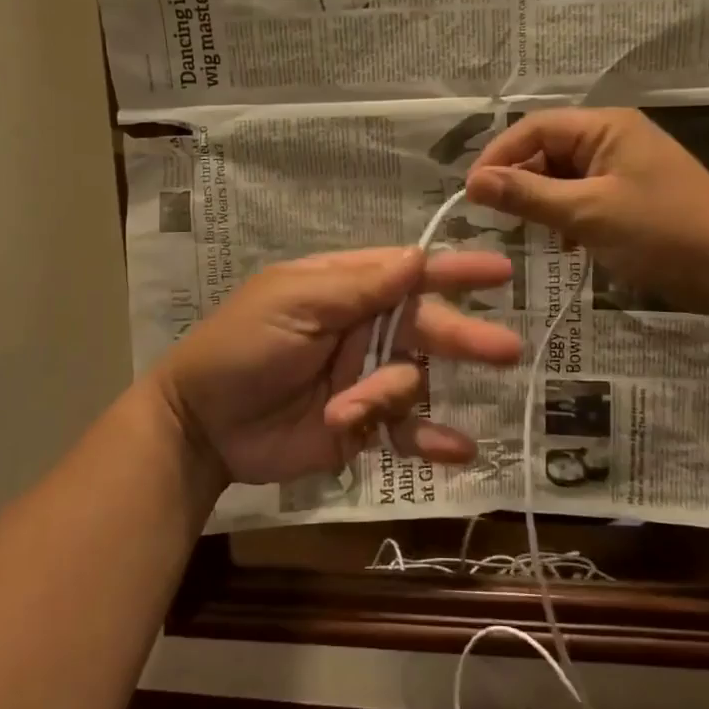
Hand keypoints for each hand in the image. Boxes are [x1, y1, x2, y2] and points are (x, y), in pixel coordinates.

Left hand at [153, 248, 521, 486]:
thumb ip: (358, 285)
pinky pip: (406, 429)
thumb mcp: (294, 303)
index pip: (409, 274)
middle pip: (426, 328)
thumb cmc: (242, 346)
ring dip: (388, 396)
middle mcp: (364, 329)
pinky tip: (458, 452)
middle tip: (505, 350)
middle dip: (463, 338)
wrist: (202, 424)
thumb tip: (418, 256)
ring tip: (349, 410)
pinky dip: (432, 440)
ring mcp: (365, 378)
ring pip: (412, 381)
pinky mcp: (362, 425)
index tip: (500, 273)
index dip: (454, 272)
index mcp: (347, 289)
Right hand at [464, 107, 708, 311]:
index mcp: (605, 126)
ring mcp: (624, 166)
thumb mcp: (586, 214)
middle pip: (547, 150)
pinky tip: (566, 244)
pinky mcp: (632, 194)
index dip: (498, 156)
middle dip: (522, 181)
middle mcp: (613, 137)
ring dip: (544, 202)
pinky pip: (583, 195)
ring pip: (563, 176)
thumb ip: (527, 195)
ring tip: (534, 233)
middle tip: (501, 218)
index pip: (534, 127)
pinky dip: (567, 216)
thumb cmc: (661, 233)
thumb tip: (473, 182)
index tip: (472, 193)